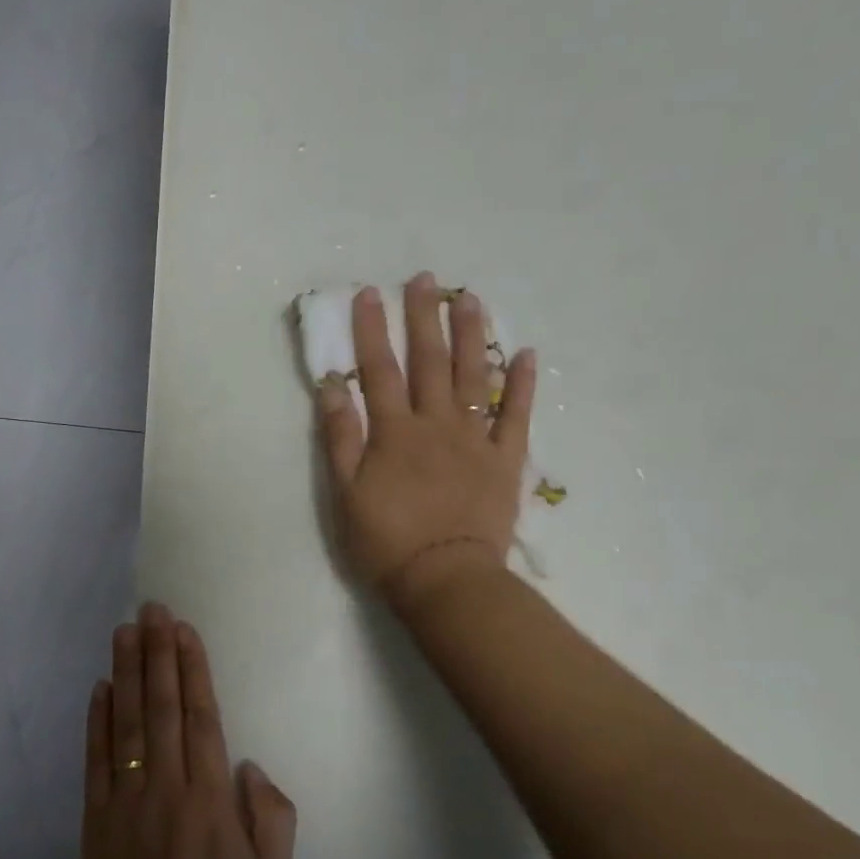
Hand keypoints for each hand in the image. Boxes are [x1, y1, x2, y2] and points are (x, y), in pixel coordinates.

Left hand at [83, 603, 295, 858]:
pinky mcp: (96, 820)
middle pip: (161, 708)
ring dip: (126, 673)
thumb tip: (248, 764)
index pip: (200, 718)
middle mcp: (167, 790)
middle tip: (152, 610)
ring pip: (127, 724)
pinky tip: (101, 686)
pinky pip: (96, 761)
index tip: (184, 630)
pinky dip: (97, 721)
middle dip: (157, 654)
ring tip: (125, 631)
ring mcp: (126, 802)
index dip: (191, 670)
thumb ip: (272, 816)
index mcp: (210, 800)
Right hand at [318, 272, 537, 613]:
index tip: (369, 293)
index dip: (371, 330)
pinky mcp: (505, 461)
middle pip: (430, 362)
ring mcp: (476, 440)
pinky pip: (517, 416)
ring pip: (475, 377)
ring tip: (471, 298)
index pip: (379, 370)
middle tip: (426, 279)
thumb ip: (341, 437)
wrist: (446, 579)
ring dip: (472, 336)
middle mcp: (436, 424)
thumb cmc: (386, 541)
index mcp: (395, 432)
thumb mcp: (346, 493)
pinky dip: (523, 384)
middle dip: (424, 317)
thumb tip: (333, 386)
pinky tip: (526, 353)